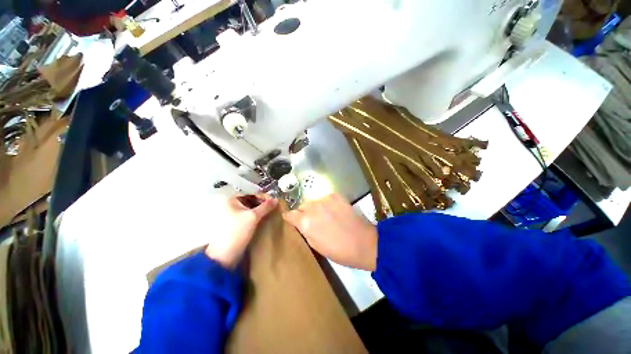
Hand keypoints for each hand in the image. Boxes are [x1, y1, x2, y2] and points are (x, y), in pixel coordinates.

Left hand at [205, 194, 277, 268]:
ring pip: (249, 210)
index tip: (273, 201)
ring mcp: (231, 217)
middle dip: (261, 204)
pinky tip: (263, 220)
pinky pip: (247, 218)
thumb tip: (276, 200)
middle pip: (249, 202)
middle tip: (273, 208)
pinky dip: (255, 218)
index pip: (250, 194)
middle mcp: (230, 206)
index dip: (262, 196)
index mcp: (231, 201)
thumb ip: (266, 207)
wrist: (224, 255)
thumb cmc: (237, 231)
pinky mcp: (234, 226)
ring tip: (270, 214)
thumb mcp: (253, 217)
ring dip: (259, 211)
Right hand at [283, 194, 377, 270]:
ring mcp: (325, 199)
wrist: (363, 242)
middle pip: (301, 206)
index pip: (290, 214)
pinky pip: (324, 198)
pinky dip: (325, 203)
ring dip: (314, 207)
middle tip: (311, 220)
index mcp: (306, 222)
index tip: (290, 219)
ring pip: (313, 201)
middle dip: (303, 212)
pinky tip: (333, 211)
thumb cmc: (338, 250)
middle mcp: (313, 207)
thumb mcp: (315, 245)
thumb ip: (304, 230)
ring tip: (323, 215)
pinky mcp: (335, 196)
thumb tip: (299, 223)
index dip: (289, 217)